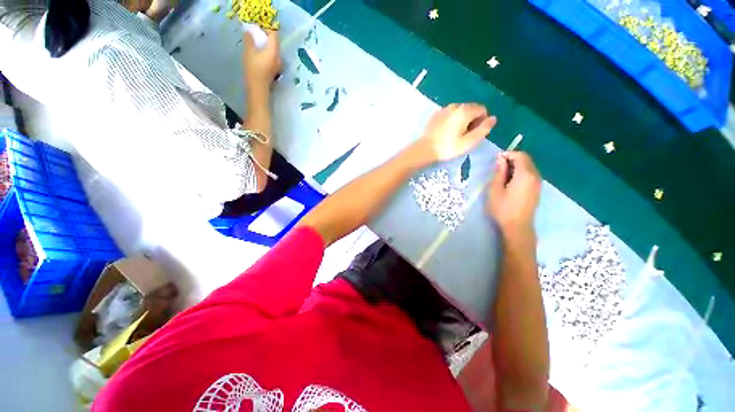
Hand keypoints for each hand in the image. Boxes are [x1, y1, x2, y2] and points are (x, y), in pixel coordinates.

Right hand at [243, 30, 281, 93]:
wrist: (258, 88)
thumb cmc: (253, 69)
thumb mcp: (249, 52)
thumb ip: (249, 39)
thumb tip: (248, 31)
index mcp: (274, 51)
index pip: (274, 34)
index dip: (267, 28)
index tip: (259, 26)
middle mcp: (279, 57)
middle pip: (275, 42)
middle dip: (267, 36)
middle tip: (257, 32)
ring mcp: (278, 64)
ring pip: (274, 50)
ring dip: (267, 45)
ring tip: (257, 42)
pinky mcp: (276, 70)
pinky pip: (273, 57)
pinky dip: (268, 52)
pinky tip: (260, 53)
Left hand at [411, 104, 496, 166]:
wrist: (425, 149)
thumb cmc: (448, 147)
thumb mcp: (469, 141)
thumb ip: (484, 129)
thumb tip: (493, 118)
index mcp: (464, 110)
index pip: (482, 110)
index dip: (482, 122)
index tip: (473, 134)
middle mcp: (455, 105)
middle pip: (471, 109)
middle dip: (472, 120)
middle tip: (464, 136)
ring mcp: (444, 109)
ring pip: (460, 111)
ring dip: (462, 120)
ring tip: (454, 135)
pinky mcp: (436, 114)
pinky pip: (449, 114)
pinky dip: (452, 120)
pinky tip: (446, 132)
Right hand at [487, 152, 540, 234]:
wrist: (517, 226)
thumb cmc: (503, 208)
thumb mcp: (495, 189)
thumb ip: (499, 172)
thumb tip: (500, 159)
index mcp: (525, 174)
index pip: (520, 155)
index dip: (508, 154)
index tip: (495, 160)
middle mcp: (535, 176)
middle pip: (526, 160)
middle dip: (512, 159)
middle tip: (497, 167)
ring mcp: (538, 183)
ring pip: (529, 167)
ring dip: (516, 166)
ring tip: (502, 174)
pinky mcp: (537, 189)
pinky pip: (530, 174)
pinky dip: (520, 172)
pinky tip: (510, 181)